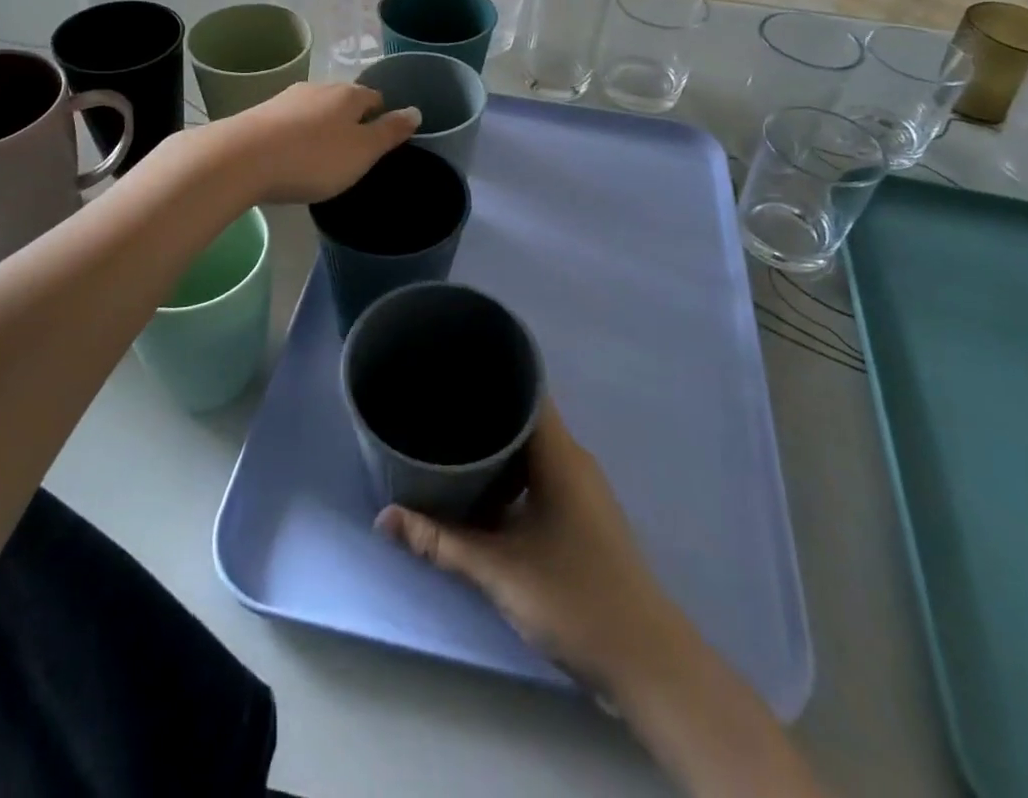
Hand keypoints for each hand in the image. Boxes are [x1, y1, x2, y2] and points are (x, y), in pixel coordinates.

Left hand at [212, 81, 418, 203]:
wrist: (241, 159)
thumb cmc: (313, 158)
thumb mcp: (362, 152)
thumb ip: (390, 132)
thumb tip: (416, 110)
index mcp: (348, 95)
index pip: (374, 98)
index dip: (381, 117)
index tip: (380, 141)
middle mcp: (318, 88)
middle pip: (343, 101)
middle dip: (350, 121)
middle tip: (352, 153)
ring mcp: (285, 99)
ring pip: (314, 110)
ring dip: (321, 128)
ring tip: (320, 157)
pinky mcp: (259, 114)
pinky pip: (288, 123)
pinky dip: (295, 136)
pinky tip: (290, 156)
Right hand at [377, 401, 680, 691]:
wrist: (644, 657)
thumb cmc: (573, 597)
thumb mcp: (499, 569)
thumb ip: (440, 541)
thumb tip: (384, 519)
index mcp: (559, 452)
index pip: (526, 388)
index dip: (490, 374)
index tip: (449, 370)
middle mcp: (571, 458)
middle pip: (523, 417)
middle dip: (481, 413)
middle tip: (434, 408)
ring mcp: (579, 486)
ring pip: (529, 449)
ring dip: (493, 449)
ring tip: (447, 443)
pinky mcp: (579, 512)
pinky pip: (538, 474)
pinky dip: (509, 476)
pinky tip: (479, 490)